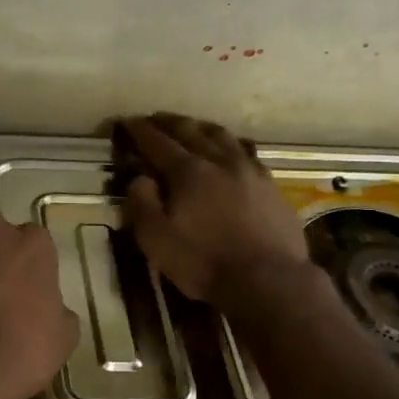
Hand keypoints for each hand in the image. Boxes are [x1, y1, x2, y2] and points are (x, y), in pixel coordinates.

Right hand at [120, 113, 310, 305]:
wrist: (269, 280)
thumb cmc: (205, 262)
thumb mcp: (157, 240)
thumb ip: (142, 204)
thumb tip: (140, 178)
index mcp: (188, 172)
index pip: (157, 142)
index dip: (140, 130)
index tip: (128, 121)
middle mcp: (219, 161)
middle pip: (191, 131)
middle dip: (169, 122)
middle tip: (155, 118)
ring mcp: (249, 170)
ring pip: (222, 136)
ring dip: (201, 127)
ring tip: (191, 126)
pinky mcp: (271, 185)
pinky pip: (247, 152)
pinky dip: (231, 144)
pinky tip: (231, 150)